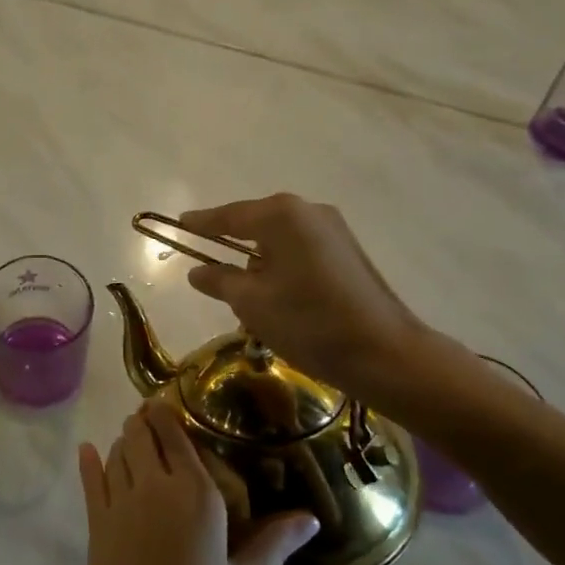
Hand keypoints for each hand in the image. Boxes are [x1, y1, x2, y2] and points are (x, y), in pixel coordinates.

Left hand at [71, 402, 316, 564]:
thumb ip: (274, 544)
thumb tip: (312, 517)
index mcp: (196, 494)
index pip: (178, 436)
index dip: (170, 414)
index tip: (171, 401)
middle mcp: (154, 485)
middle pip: (142, 434)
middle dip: (146, 421)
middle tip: (153, 416)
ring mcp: (120, 501)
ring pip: (118, 451)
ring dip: (125, 439)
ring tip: (133, 434)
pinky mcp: (97, 522)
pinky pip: (91, 479)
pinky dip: (90, 461)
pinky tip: (87, 450)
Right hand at [179, 193, 486, 417]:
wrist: (385, 353)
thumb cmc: (309, 322)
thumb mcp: (252, 303)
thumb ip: (219, 281)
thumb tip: (197, 272)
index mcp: (281, 215)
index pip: (228, 216)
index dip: (201, 223)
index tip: (179, 223)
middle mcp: (308, 211)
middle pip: (256, 223)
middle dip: (232, 243)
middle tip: (208, 263)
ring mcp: (333, 229)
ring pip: (280, 238)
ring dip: (259, 259)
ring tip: (244, 291)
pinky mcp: (348, 251)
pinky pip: (301, 249)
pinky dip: (283, 265)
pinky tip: (278, 294)